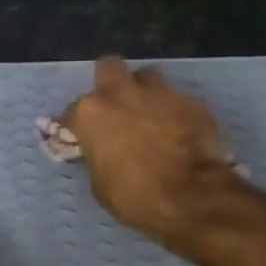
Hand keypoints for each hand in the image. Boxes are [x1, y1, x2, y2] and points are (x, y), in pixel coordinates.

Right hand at [61, 56, 243, 248]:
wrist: (191, 197)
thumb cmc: (135, 196)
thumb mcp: (101, 183)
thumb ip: (98, 156)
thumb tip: (103, 151)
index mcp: (91, 113)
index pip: (72, 112)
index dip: (77, 126)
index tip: (82, 138)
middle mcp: (122, 93)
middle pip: (109, 68)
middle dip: (110, 83)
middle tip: (116, 108)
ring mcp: (161, 93)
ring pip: (147, 77)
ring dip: (145, 92)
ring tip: (150, 115)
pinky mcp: (193, 102)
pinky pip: (178, 100)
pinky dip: (175, 113)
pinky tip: (180, 132)